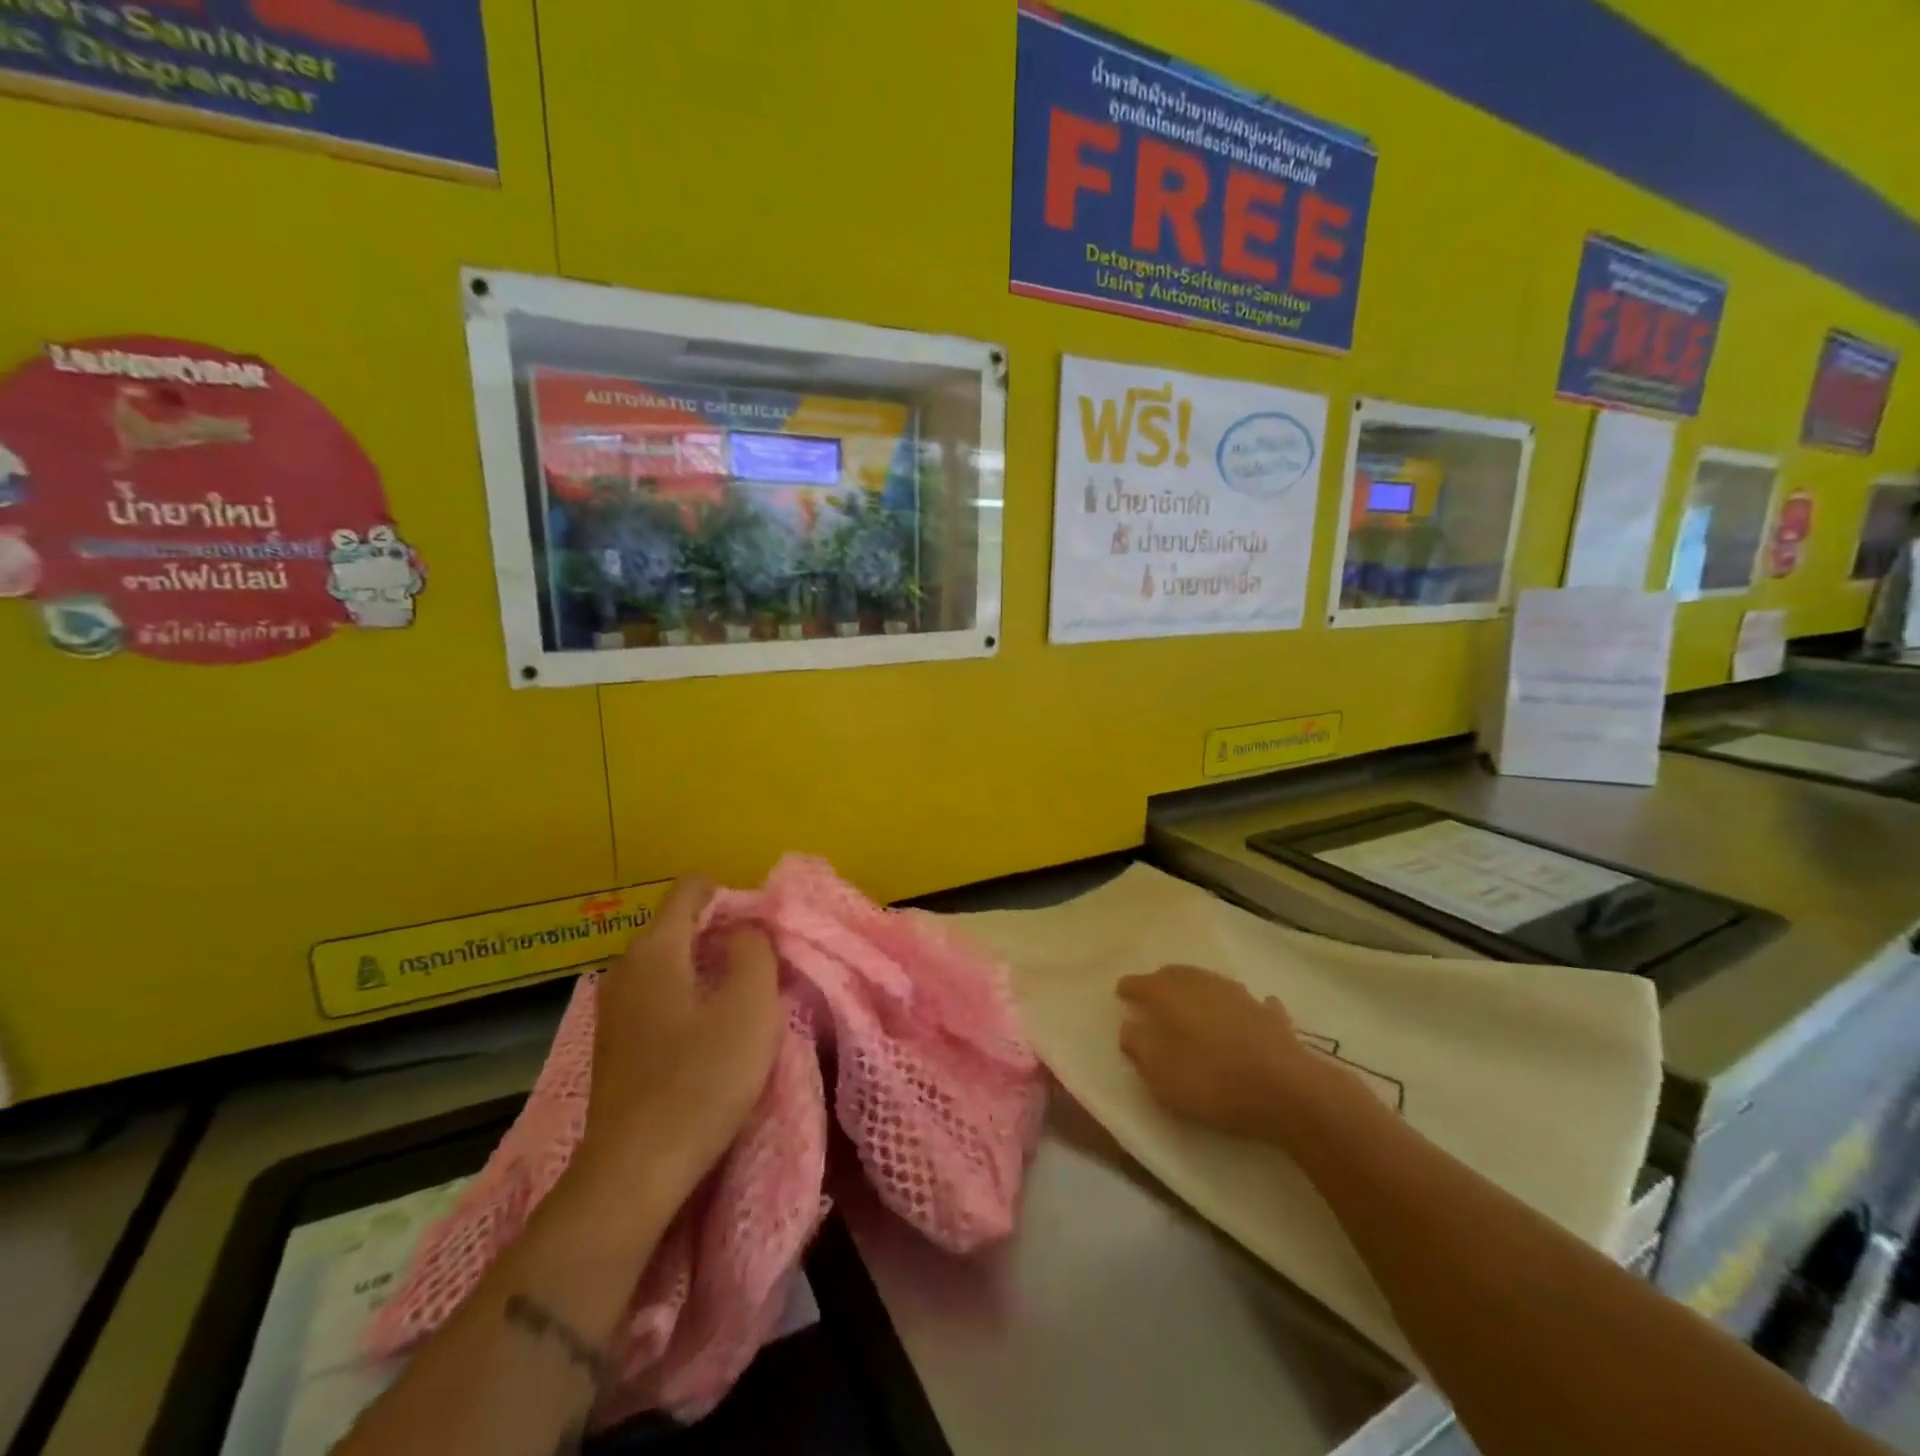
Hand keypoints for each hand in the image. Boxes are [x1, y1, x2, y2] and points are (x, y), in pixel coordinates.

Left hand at [580, 877, 783, 1195]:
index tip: (765, 927)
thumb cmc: (700, 1080)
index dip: (733, 894)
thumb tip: (745, 928)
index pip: (692, 888)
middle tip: (764, 964)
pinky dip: (690, 995)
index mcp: (655, 949)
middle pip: (680, 923)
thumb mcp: (749, 1006)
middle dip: (725, 932)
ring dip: (710, 966)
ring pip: (671, 961)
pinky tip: (712, 1031)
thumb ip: (753, 949)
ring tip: (745, 997)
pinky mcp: (616, 1042)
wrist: (634, 1173)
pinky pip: (659, 994)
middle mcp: (626, 967)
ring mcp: (615, 1007)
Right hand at [1117, 964, 1316, 1143]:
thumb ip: (1138, 1047)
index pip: (1141, 983)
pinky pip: (1250, 1005)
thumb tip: (1129, 1026)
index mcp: (1169, 995)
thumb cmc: (1211, 1082)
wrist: (1286, 1091)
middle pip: (1176, 975)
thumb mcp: (1160, 1074)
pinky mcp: (1271, 1015)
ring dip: (1198, 990)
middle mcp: (1202, 984)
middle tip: (1153, 993)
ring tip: (1192, 1003)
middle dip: (1161, 982)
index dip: (1129, 987)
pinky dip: (1240, 1008)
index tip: (1120, 992)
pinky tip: (1244, 1015)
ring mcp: (1240, 996)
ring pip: (1211, 983)